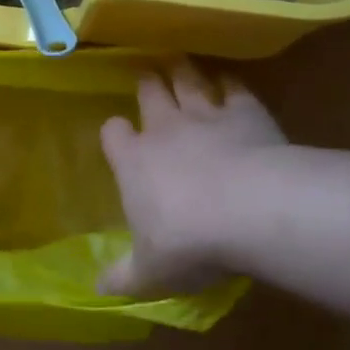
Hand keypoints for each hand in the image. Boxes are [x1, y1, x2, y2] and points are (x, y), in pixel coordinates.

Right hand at [98, 63, 286, 297]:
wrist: (252, 210)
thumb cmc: (189, 241)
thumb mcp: (149, 272)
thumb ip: (122, 277)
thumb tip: (97, 290)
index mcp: (135, 161)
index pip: (114, 134)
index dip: (115, 133)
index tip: (119, 133)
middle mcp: (165, 129)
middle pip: (151, 93)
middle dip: (147, 82)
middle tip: (146, 72)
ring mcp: (207, 116)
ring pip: (188, 80)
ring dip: (182, 70)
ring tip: (178, 60)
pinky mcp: (247, 112)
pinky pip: (235, 88)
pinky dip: (230, 83)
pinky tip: (230, 82)